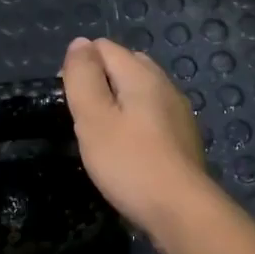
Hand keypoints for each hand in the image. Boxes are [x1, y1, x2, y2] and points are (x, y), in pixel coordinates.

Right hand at [60, 36, 210, 236]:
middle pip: (126, 65)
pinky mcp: (184, 138)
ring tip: (102, 136)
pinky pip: (153, 116)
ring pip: (141, 92)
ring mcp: (179, 112)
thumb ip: (83, 77)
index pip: (104, 47)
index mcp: (142, 75)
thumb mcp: (94, 118)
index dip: (80, 67)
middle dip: (100, 82)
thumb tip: (80, 43)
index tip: (70, 102)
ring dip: (118, 104)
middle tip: (84, 119)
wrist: (181, 210)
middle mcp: (165, 85)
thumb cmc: (129, 163)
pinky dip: (136, 123)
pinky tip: (128, 150)